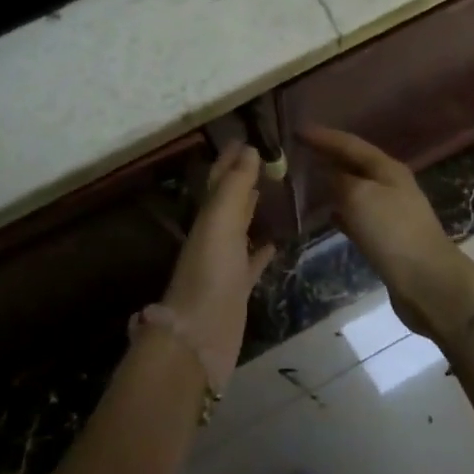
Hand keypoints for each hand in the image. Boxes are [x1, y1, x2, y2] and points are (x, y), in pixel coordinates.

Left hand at [160, 143, 275, 379]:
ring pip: (240, 227)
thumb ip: (235, 187)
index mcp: (208, 217)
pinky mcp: (237, 288)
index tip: (250, 136)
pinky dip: (262, 248)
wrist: (198, 337)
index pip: (220, 179)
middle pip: (230, 199)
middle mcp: (214, 236)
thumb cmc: (210, 274)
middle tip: (267, 157)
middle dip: (243, 177)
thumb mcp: (220, 222)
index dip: (231, 158)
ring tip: (272, 190)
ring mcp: (225, 263)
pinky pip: (252, 261)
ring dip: (252, 209)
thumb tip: (249, 149)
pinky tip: (275, 242)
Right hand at [300, 127, 473, 340]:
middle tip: (297, 151)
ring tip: (304, 180)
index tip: (296, 130)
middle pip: (353, 163)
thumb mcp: (359, 196)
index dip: (323, 136)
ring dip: (331, 183)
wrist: (427, 282)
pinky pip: (355, 215)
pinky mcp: (385, 238)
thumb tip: (325, 174)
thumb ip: (339, 180)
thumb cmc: (393, 231)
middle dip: (327, 156)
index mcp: (386, 168)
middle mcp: (389, 184)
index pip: (349, 143)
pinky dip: (338, 209)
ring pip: (353, 189)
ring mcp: (389, 212)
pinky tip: (324, 214)